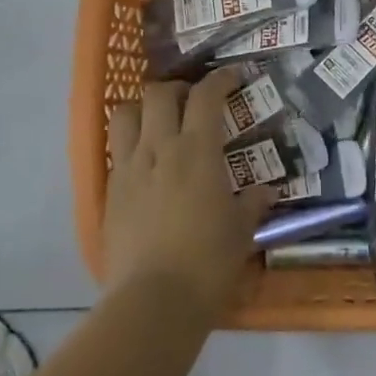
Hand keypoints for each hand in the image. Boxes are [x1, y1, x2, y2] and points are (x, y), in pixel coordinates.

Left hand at [104, 67, 273, 322]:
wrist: (153, 300)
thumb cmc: (208, 262)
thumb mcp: (241, 231)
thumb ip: (253, 203)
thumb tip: (266, 191)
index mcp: (197, 151)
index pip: (206, 96)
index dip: (220, 79)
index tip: (232, 76)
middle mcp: (159, 148)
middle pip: (159, 93)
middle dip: (178, 88)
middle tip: (193, 100)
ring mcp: (129, 168)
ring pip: (126, 114)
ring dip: (144, 109)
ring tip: (159, 122)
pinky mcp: (109, 191)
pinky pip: (116, 150)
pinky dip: (131, 143)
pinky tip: (145, 163)